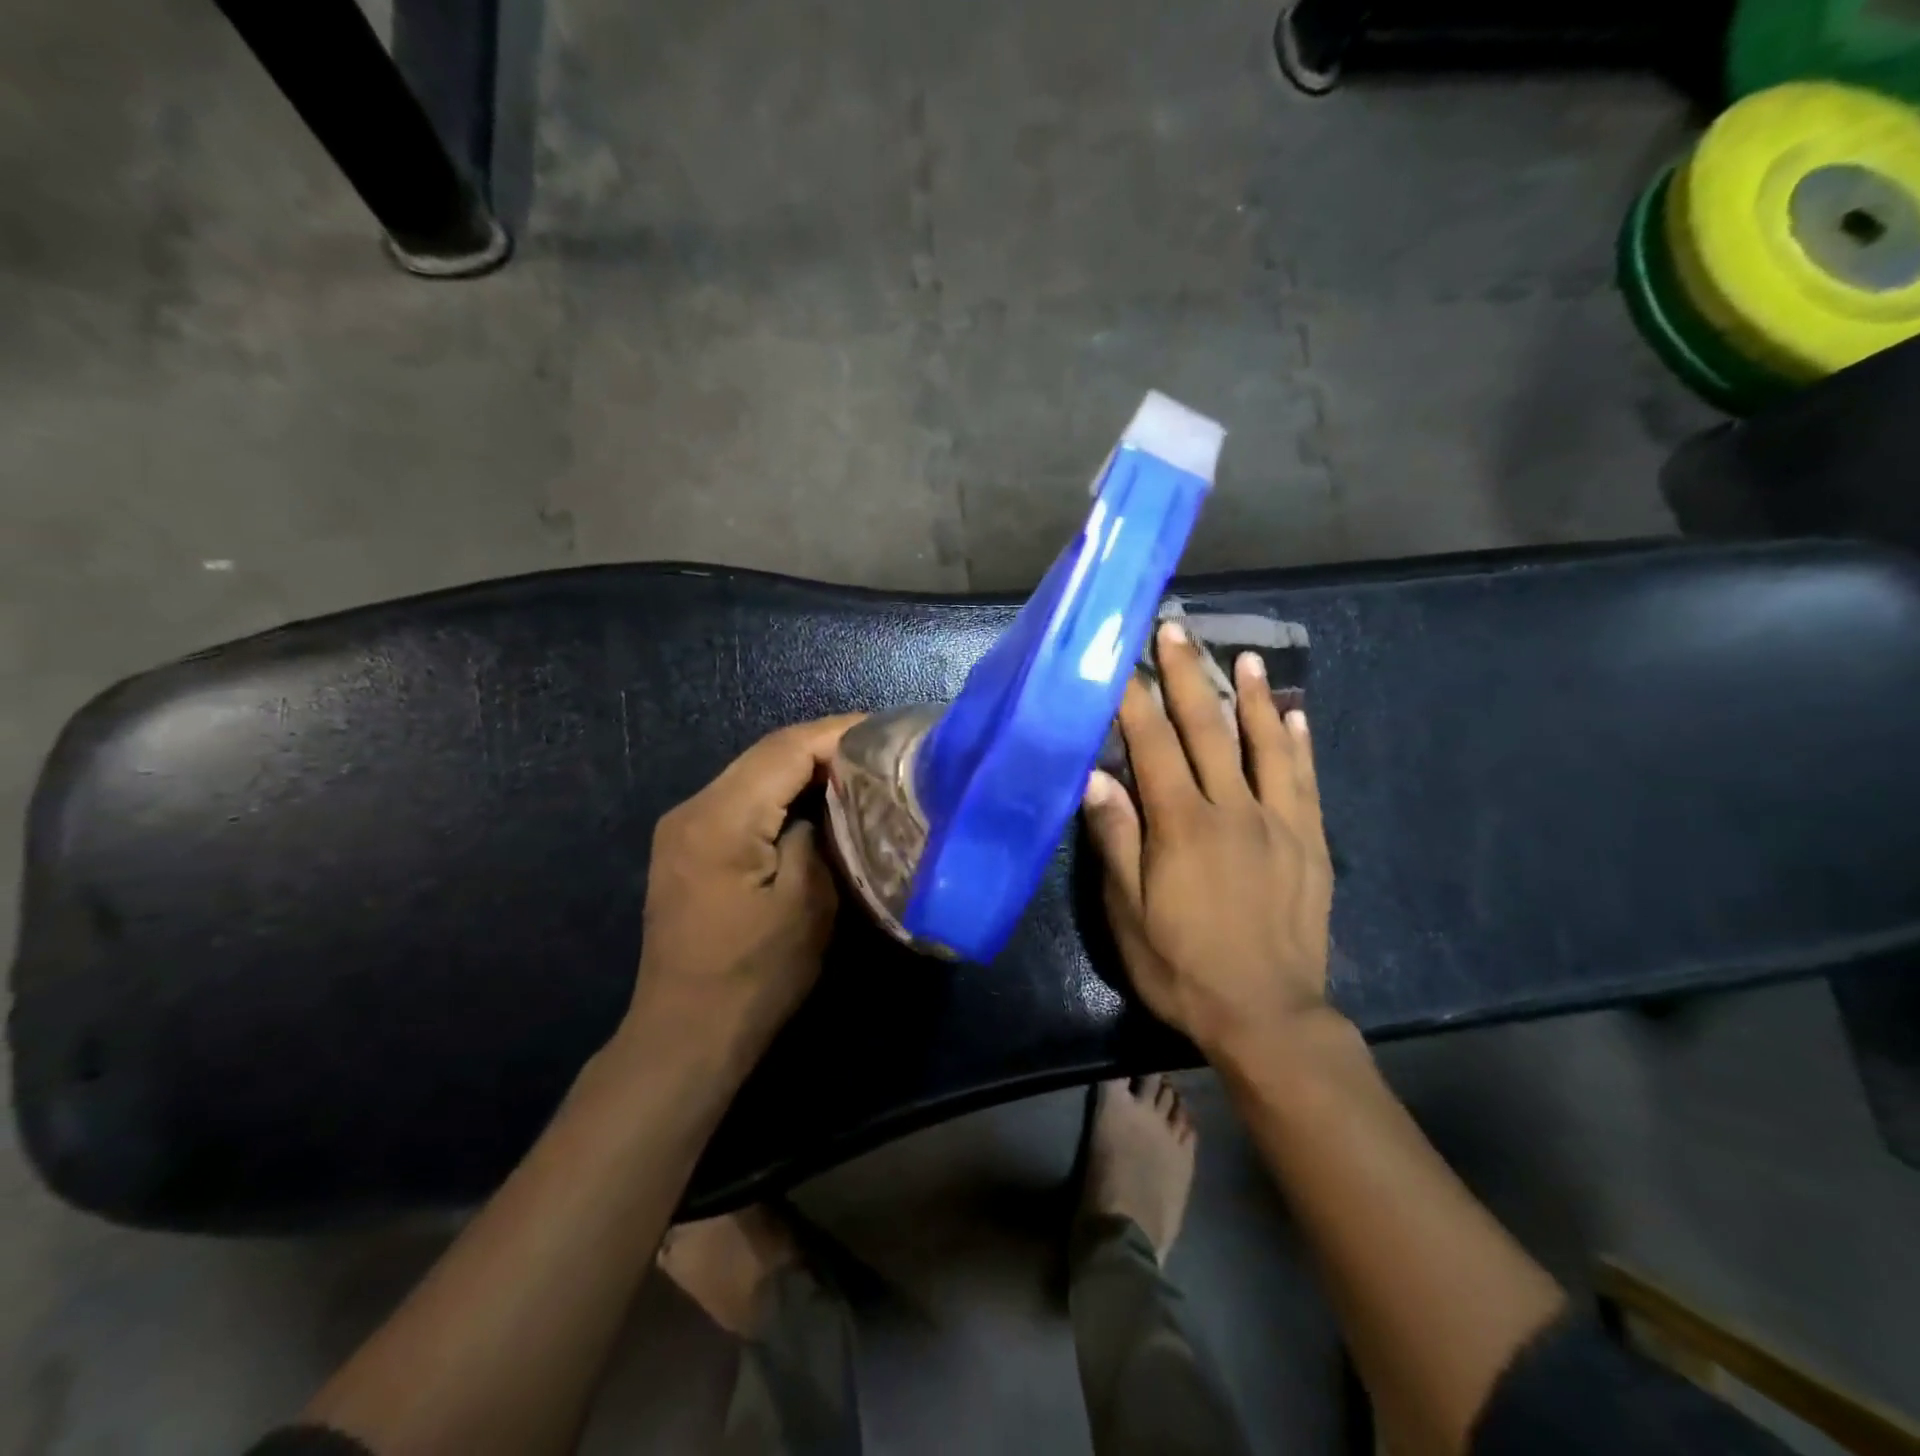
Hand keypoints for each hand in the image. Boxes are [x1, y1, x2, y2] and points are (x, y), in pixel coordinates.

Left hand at [629, 715, 865, 1057]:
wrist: (685, 1037)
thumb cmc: (753, 977)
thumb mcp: (807, 903)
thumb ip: (818, 834)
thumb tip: (828, 802)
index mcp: (720, 818)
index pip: (785, 749)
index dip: (837, 733)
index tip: (886, 731)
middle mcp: (693, 808)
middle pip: (766, 755)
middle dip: (824, 746)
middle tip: (880, 750)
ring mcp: (684, 827)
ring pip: (754, 775)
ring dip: (804, 769)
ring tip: (858, 771)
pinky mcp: (688, 847)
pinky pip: (741, 801)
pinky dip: (781, 794)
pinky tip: (817, 802)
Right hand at [1082, 622, 1334, 1059]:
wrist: (1268, 1016)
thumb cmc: (1184, 967)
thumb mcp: (1131, 914)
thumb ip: (1117, 841)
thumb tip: (1095, 778)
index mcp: (1184, 825)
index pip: (1154, 747)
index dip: (1136, 701)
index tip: (1125, 661)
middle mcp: (1233, 810)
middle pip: (1208, 731)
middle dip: (1187, 677)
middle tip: (1176, 632)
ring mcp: (1279, 823)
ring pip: (1264, 745)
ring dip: (1250, 697)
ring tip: (1242, 657)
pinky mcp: (1310, 843)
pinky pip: (1305, 781)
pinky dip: (1298, 744)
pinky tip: (1295, 716)